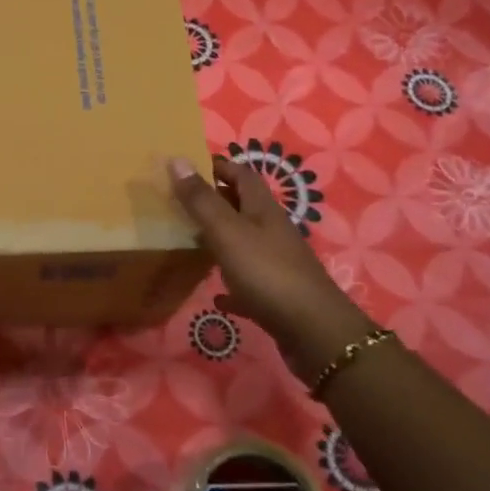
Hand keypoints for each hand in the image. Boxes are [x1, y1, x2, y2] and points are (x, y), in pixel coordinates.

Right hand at [169, 155, 377, 381]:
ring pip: (245, 242)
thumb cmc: (266, 272)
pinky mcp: (276, 294)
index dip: (219, 166)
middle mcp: (273, 231)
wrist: (312, 331)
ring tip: (191, 241)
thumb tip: (177, 159)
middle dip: (216, 200)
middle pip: (244, 207)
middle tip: (181, 203)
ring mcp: (277, 263)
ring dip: (221, 239)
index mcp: (263, 209)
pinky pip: (249, 282)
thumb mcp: (227, 231)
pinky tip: (217, 295)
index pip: (242, 174)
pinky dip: (231, 283)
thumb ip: (201, 199)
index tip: (188, 167)